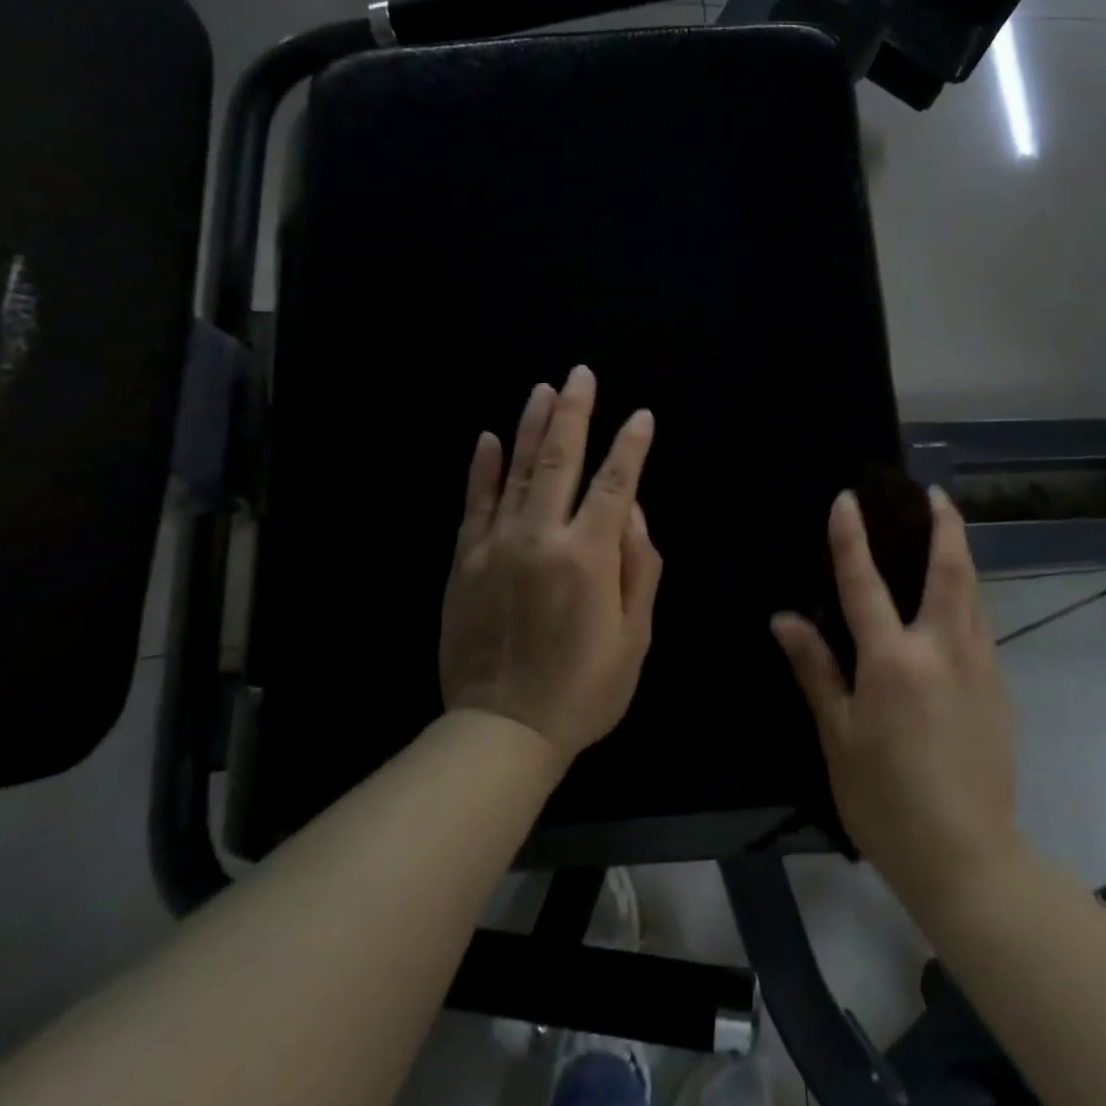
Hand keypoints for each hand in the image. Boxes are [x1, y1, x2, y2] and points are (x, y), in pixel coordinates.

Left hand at [439, 367, 662, 763]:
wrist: (502, 731)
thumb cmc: (583, 689)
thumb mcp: (634, 637)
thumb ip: (639, 568)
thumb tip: (634, 513)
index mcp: (588, 557)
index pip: (616, 483)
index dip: (630, 446)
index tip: (640, 416)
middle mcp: (540, 538)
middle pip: (560, 460)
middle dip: (575, 413)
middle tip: (581, 374)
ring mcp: (495, 546)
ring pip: (515, 470)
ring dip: (531, 426)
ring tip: (543, 390)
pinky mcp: (464, 561)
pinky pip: (474, 503)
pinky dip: (482, 469)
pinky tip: (487, 438)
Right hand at [773, 488, 1019, 915]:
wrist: (967, 857)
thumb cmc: (886, 799)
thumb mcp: (837, 737)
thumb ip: (816, 670)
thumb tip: (785, 619)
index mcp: (894, 661)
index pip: (865, 583)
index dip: (851, 538)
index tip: (848, 499)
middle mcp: (942, 649)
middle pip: (949, 570)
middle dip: (944, 525)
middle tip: (935, 494)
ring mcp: (978, 666)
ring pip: (974, 593)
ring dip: (961, 555)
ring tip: (948, 531)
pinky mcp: (998, 688)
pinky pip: (981, 624)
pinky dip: (968, 595)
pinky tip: (957, 600)